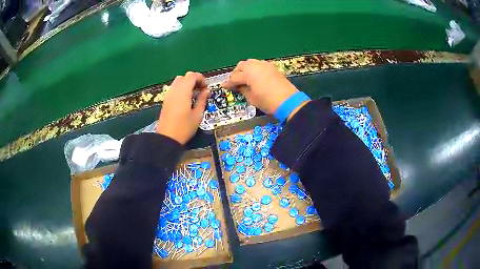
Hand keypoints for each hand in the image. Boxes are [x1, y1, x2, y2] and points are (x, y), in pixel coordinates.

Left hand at [157, 72, 208, 144]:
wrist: (167, 138)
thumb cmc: (184, 127)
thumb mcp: (197, 115)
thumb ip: (202, 100)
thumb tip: (207, 91)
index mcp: (183, 91)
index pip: (192, 76)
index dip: (201, 78)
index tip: (206, 87)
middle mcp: (174, 90)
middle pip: (184, 77)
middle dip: (193, 80)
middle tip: (200, 90)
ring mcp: (168, 95)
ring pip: (178, 82)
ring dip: (186, 85)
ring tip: (194, 96)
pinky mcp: (165, 101)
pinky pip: (174, 89)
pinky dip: (181, 90)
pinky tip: (186, 101)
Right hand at [221, 59, 299, 114]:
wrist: (288, 101)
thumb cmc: (267, 101)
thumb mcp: (252, 98)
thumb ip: (242, 89)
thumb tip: (237, 86)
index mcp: (248, 73)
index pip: (234, 77)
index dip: (228, 83)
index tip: (223, 86)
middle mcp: (256, 65)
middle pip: (241, 66)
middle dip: (236, 73)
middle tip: (235, 83)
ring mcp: (265, 65)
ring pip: (250, 63)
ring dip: (245, 69)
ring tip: (244, 78)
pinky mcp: (272, 67)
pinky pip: (259, 64)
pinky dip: (254, 69)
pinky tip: (255, 76)